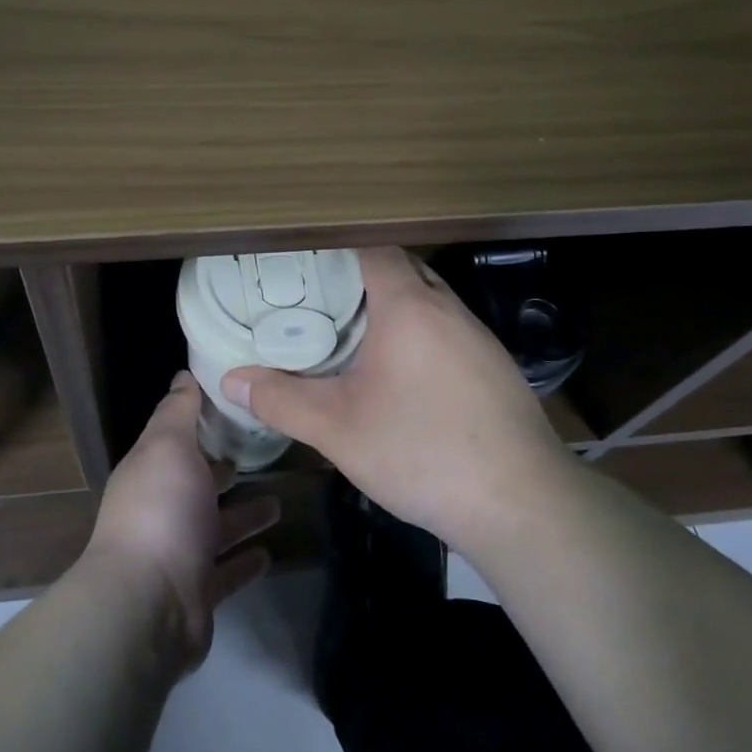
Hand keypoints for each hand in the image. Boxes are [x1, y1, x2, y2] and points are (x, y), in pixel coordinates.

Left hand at [84, 371, 280, 671]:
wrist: (149, 605)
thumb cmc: (162, 511)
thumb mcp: (168, 447)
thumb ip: (178, 411)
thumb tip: (184, 375)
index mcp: (151, 472)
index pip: (177, 438)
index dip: (203, 421)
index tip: (240, 405)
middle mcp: (161, 510)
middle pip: (197, 484)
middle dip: (224, 470)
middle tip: (263, 454)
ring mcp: (179, 554)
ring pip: (216, 528)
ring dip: (243, 516)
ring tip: (280, 502)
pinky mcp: (198, 592)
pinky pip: (227, 571)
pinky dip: (245, 561)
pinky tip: (270, 552)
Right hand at [220, 247, 563, 554]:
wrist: (521, 503)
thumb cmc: (422, 452)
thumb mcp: (337, 429)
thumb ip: (280, 399)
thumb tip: (229, 381)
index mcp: (409, 306)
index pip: (372, 248)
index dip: (336, 249)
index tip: (301, 264)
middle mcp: (448, 308)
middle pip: (401, 270)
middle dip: (360, 277)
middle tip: (316, 299)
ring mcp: (478, 337)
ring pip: (427, 301)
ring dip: (392, 307)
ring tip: (351, 333)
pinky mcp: (495, 367)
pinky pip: (447, 330)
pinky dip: (418, 334)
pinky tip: (401, 375)